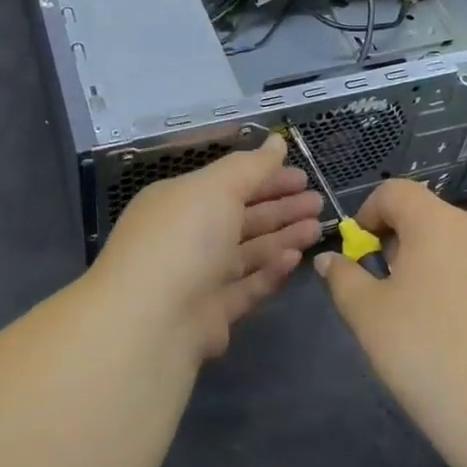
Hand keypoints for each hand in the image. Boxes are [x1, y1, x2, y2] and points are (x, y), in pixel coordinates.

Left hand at [92, 134, 321, 360]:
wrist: (149, 325)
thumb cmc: (182, 240)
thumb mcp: (216, 188)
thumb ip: (251, 166)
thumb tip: (276, 141)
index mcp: (178, 201)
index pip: (228, 183)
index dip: (266, 177)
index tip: (303, 176)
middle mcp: (185, 237)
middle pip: (240, 217)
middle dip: (280, 208)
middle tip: (318, 202)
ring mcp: (197, 278)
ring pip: (247, 252)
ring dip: (282, 238)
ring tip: (317, 229)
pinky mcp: (210, 315)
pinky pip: (246, 287)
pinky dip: (270, 272)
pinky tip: (294, 260)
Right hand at [315, 178, 466, 466]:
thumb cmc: (427, 353)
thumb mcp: (369, 317)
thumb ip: (345, 279)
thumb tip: (330, 260)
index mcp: (435, 224)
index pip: (396, 191)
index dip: (370, 213)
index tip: (362, 253)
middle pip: (430, 218)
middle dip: (403, 244)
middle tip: (391, 293)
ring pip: (462, 248)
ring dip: (438, 267)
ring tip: (430, 320)